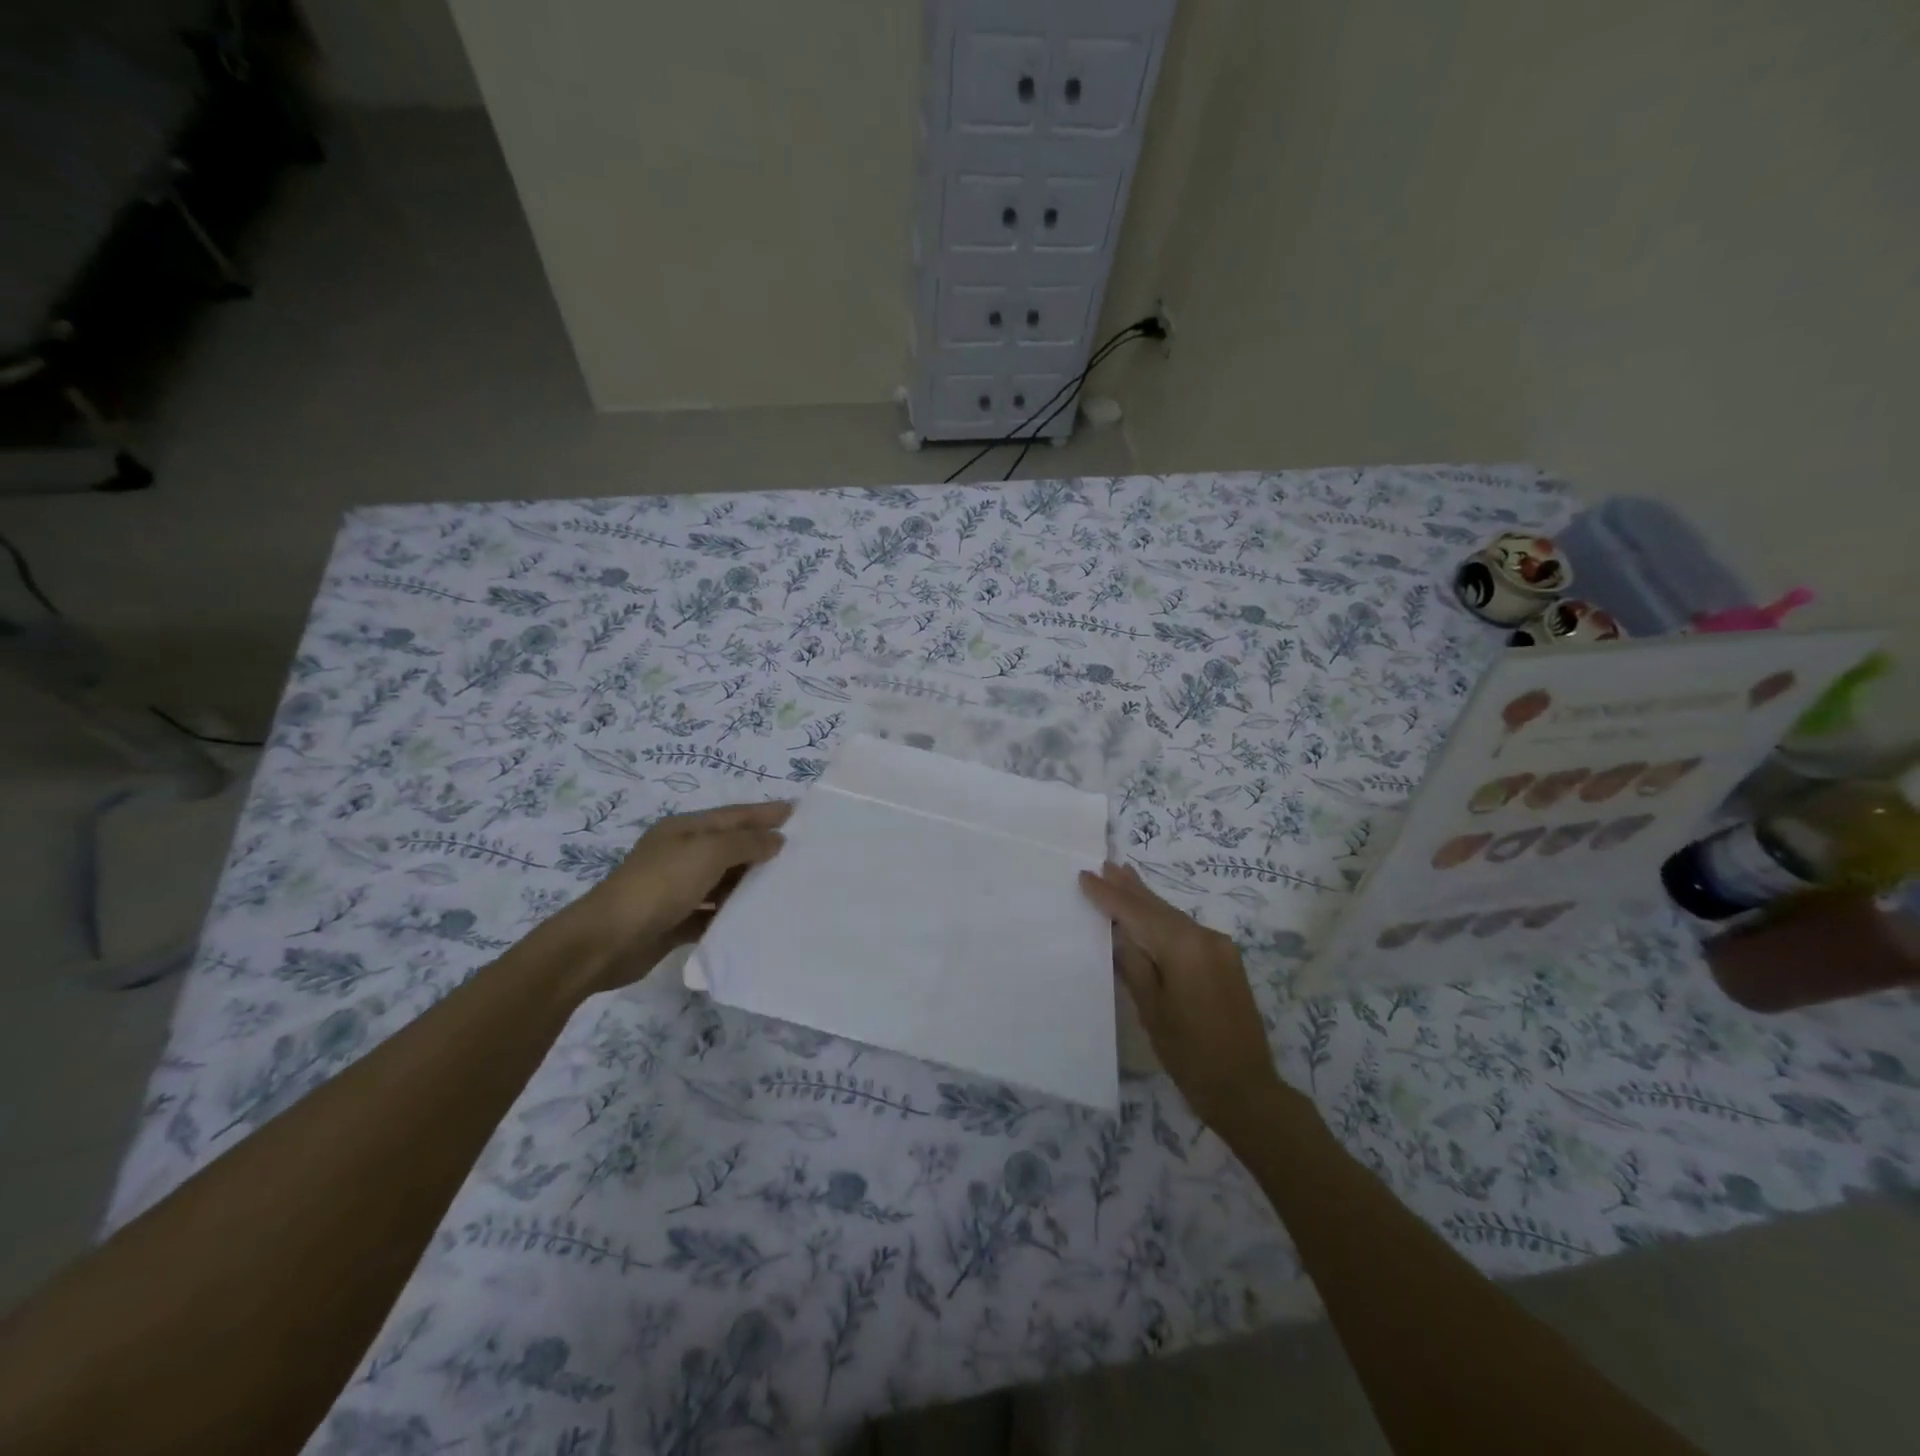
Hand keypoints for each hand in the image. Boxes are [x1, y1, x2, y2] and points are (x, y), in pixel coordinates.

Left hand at [559, 801, 790, 984]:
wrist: (606, 941)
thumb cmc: (659, 885)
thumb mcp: (707, 853)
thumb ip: (745, 843)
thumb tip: (777, 840)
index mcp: (686, 829)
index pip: (735, 815)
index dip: (766, 813)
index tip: (800, 812)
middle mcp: (682, 854)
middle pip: (731, 846)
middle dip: (763, 847)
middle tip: (803, 853)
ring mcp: (677, 888)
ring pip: (724, 880)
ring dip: (751, 882)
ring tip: (787, 886)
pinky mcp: (676, 920)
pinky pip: (713, 912)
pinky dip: (733, 913)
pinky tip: (757, 919)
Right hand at [1078, 861, 1290, 1132]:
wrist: (1246, 1088)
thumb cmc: (1189, 1053)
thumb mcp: (1151, 1009)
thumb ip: (1134, 964)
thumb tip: (1120, 932)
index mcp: (1184, 947)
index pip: (1137, 913)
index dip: (1109, 895)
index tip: (1085, 876)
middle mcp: (1205, 937)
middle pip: (1159, 907)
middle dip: (1130, 887)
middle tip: (1106, 864)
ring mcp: (1220, 948)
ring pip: (1173, 916)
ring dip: (1146, 900)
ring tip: (1123, 876)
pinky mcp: (1225, 960)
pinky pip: (1186, 931)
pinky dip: (1164, 919)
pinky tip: (1150, 914)